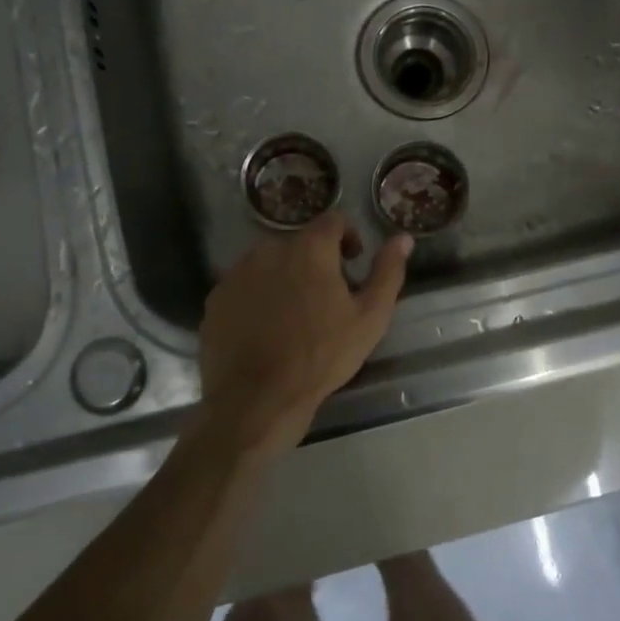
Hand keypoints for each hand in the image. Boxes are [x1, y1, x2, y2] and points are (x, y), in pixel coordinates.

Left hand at [194, 213, 411, 459]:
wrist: (258, 399)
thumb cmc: (322, 356)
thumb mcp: (370, 317)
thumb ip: (387, 272)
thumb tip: (403, 237)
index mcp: (309, 249)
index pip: (332, 221)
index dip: (347, 237)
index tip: (352, 264)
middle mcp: (269, 249)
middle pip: (299, 243)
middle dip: (315, 262)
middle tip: (326, 298)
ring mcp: (237, 273)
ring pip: (269, 264)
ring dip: (285, 278)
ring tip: (295, 316)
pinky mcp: (216, 299)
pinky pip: (244, 287)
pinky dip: (258, 298)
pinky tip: (266, 330)